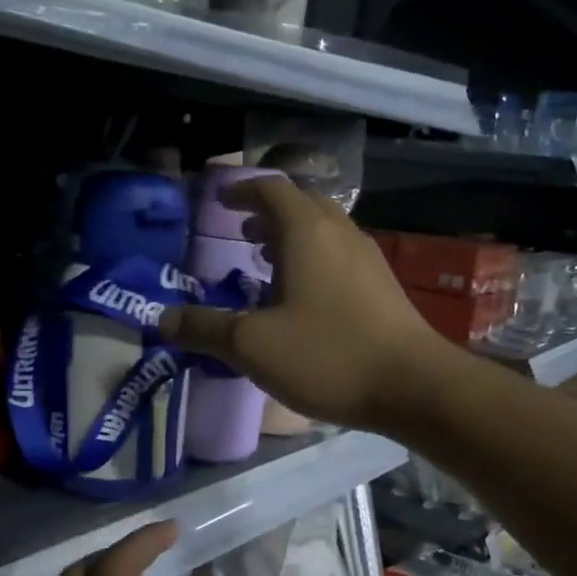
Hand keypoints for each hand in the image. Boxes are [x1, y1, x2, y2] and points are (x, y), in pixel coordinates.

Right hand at [162, 176, 449, 431]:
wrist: (414, 386)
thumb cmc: (328, 355)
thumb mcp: (253, 345)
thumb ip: (205, 329)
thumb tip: (162, 320)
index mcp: (307, 232)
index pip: (271, 189)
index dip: (241, 190)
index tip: (220, 201)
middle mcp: (340, 233)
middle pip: (302, 203)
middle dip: (268, 212)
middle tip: (242, 232)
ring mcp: (367, 258)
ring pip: (324, 230)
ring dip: (293, 236)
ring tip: (266, 261)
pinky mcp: (383, 286)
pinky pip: (340, 255)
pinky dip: (314, 258)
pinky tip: (303, 298)